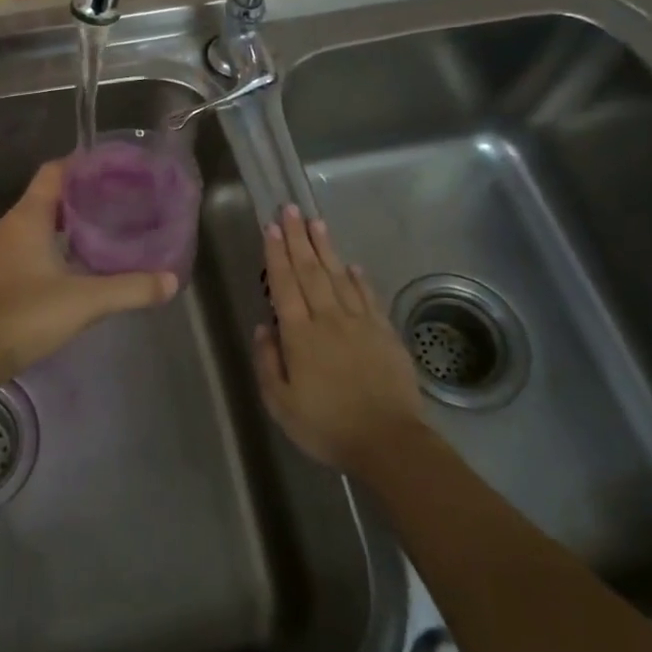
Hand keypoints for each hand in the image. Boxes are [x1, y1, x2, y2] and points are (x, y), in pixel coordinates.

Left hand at [0, 161, 178, 387]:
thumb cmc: (26, 314)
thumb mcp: (86, 301)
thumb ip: (131, 288)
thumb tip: (171, 281)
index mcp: (26, 217)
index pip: (53, 172)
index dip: (81, 165)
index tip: (112, 170)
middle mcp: (7, 226)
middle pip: (45, 198)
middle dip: (79, 199)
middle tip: (115, 204)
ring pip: (33, 225)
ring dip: (62, 226)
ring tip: (99, 234)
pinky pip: (24, 247)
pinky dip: (47, 248)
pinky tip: (70, 267)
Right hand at [255, 206, 426, 473]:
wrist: (388, 442)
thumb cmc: (326, 426)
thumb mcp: (281, 403)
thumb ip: (267, 362)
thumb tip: (263, 326)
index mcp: (300, 335)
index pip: (284, 284)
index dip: (276, 254)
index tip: (270, 227)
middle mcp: (328, 319)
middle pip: (311, 271)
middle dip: (298, 238)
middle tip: (291, 209)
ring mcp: (360, 323)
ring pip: (339, 276)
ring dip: (326, 248)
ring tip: (316, 222)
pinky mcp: (384, 333)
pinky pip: (368, 297)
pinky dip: (359, 278)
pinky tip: (352, 264)